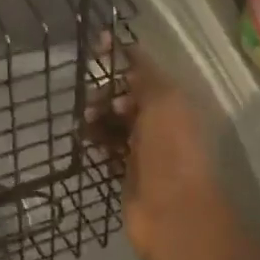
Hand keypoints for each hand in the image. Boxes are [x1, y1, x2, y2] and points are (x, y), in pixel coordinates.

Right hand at [95, 45, 234, 259]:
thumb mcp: (163, 101)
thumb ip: (144, 72)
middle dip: (106, 90)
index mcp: (175, 103)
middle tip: (93, 99)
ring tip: (85, 121)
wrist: (173, 214)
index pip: (145, 71)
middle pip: (127, 96)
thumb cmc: (171, 150)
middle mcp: (162, 123)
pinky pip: (108, 145)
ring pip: (115, 121)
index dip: (122, 57)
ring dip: (98, 114)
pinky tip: (84, 138)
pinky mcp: (128, 171)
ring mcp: (144, 148)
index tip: (98, 45)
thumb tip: (125, 48)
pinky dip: (96, 138)